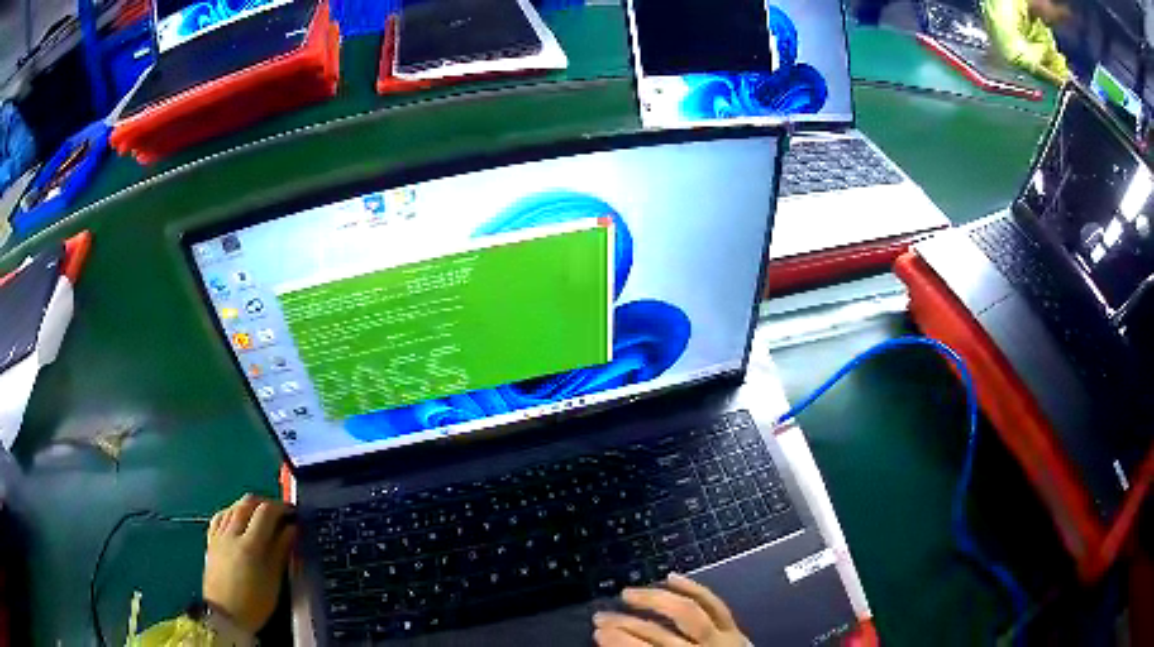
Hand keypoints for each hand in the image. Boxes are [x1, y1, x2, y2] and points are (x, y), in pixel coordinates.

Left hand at [203, 494, 296, 633]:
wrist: (225, 615)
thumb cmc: (255, 602)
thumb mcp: (274, 580)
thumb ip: (281, 550)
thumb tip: (292, 529)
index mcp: (251, 544)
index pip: (266, 512)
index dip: (281, 508)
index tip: (293, 513)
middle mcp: (232, 533)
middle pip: (248, 503)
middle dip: (266, 503)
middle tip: (280, 513)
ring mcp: (219, 535)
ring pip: (233, 507)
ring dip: (249, 506)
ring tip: (261, 516)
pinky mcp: (211, 540)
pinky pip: (220, 516)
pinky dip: (232, 512)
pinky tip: (237, 519)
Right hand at [593, 573, 749, 646]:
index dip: (620, 641)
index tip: (598, 633)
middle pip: (660, 633)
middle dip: (627, 623)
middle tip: (601, 616)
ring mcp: (724, 637)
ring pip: (688, 611)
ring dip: (654, 599)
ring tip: (627, 593)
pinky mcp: (735, 628)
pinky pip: (715, 603)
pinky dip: (693, 587)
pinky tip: (672, 577)